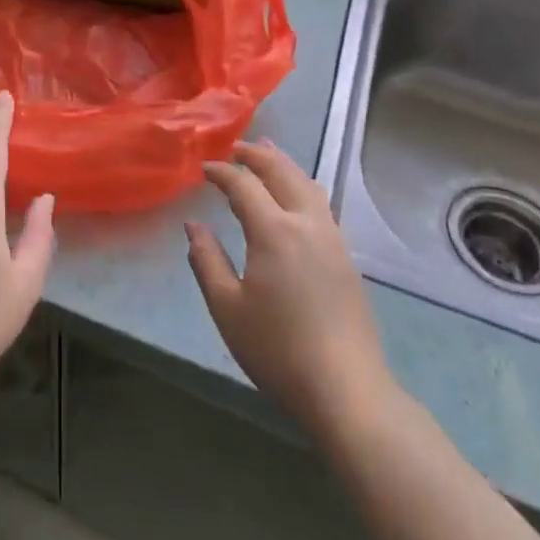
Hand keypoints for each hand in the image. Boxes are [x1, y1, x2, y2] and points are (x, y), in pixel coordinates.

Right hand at [186, 141, 399, 437]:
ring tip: (268, 156)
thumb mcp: (227, 308)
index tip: (204, 169)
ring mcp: (332, 240)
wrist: (346, 390)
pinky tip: (296, 198)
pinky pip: (321, 204)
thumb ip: (207, 260)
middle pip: (283, 173)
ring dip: (284, 166)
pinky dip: (302, 186)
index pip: (244, 185)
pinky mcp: (346, 259)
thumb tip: (193, 226)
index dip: (222, 172)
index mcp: (274, 231)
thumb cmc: (277, 350)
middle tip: (236, 149)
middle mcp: (307, 224)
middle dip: (257, 156)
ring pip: (308, 185)